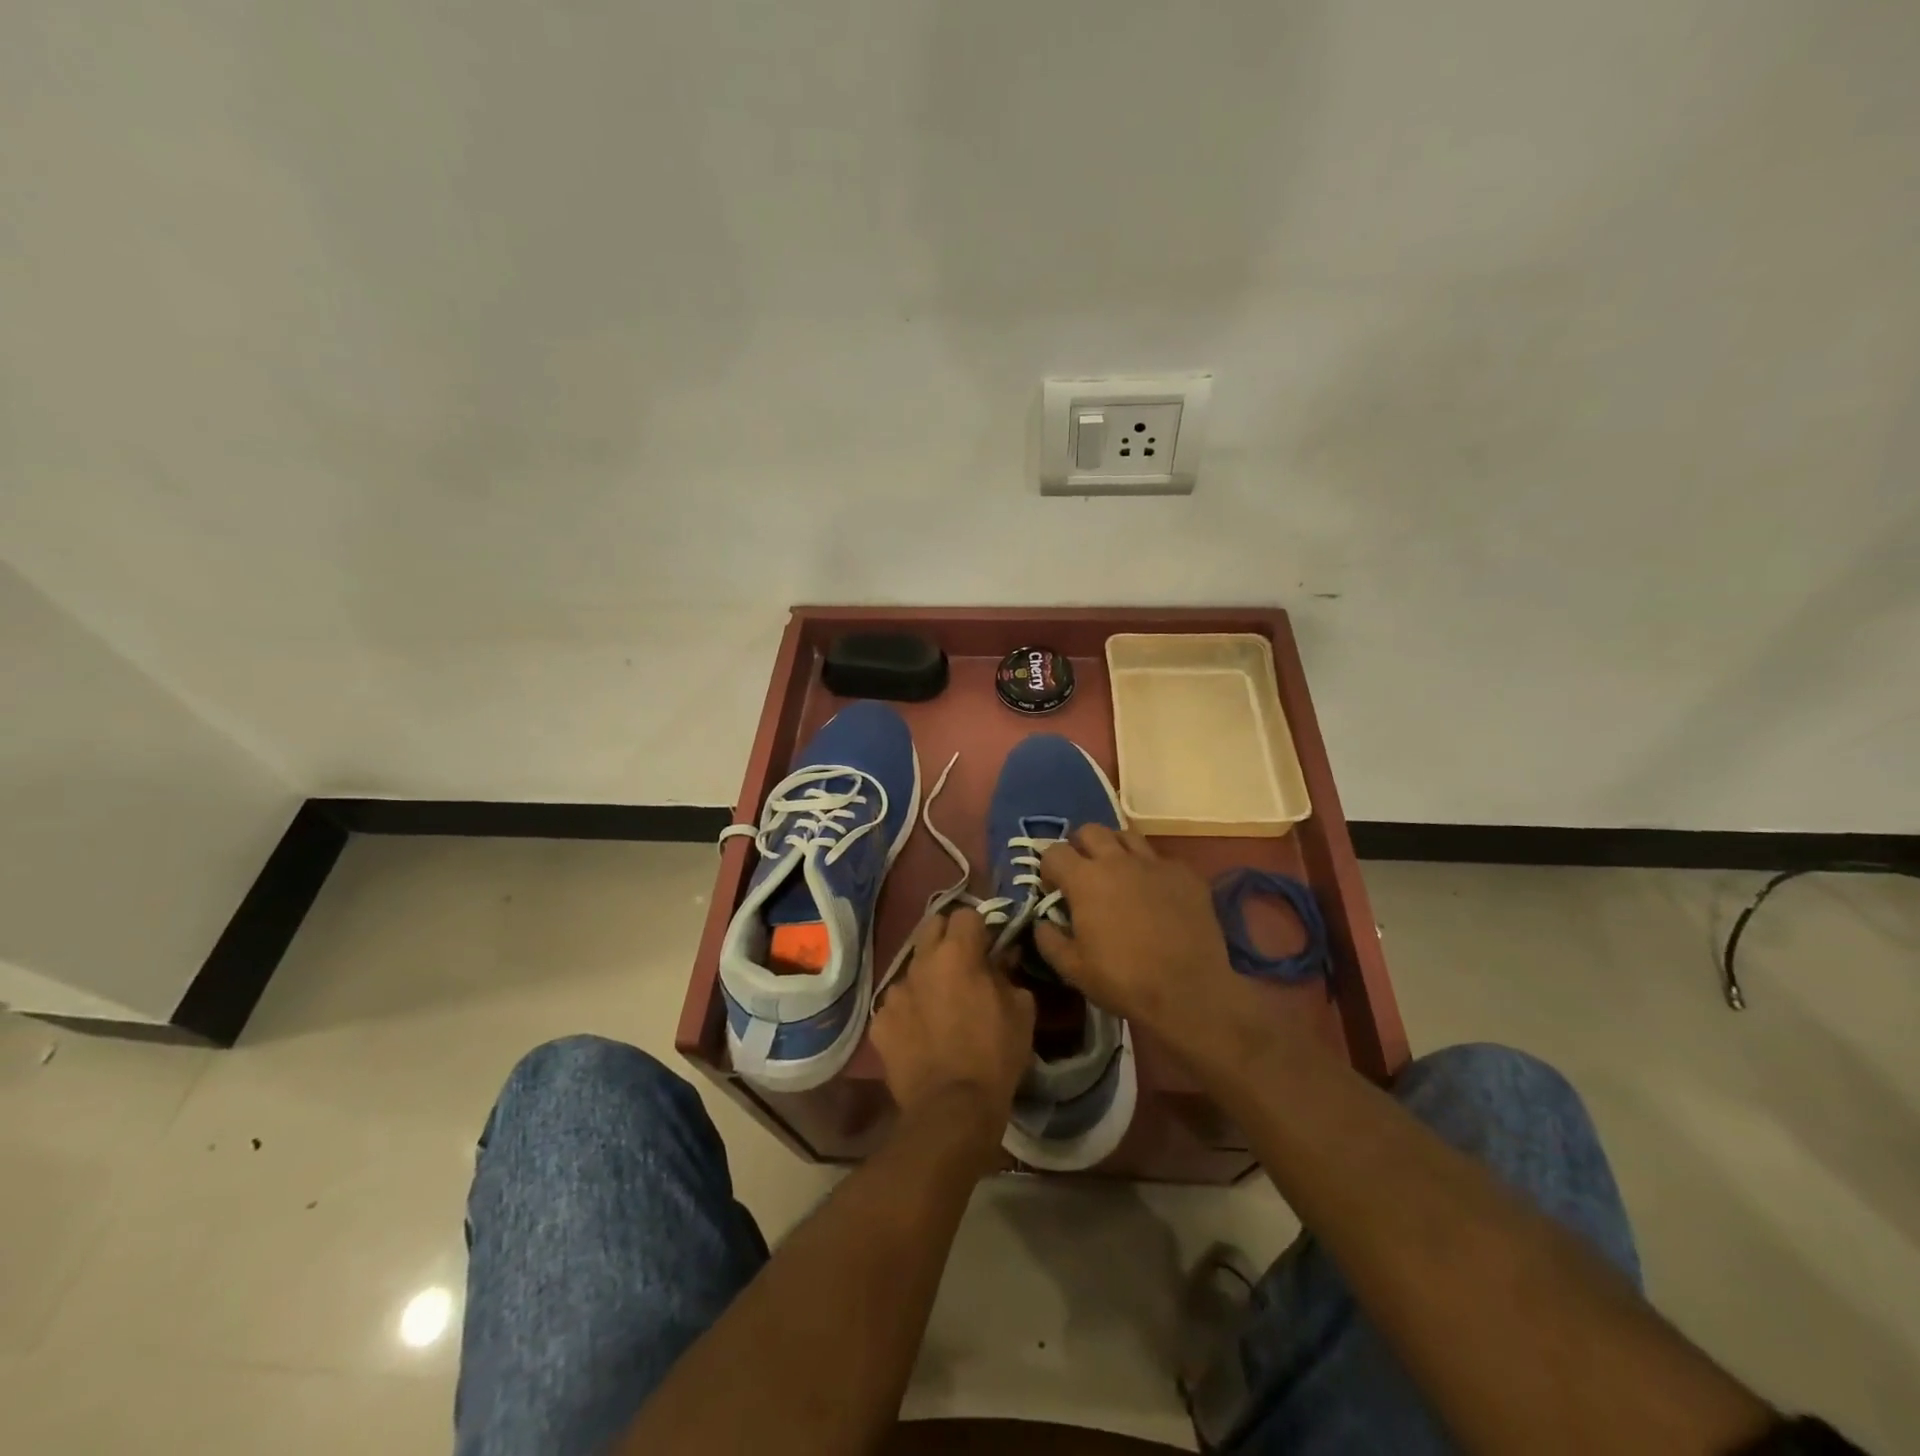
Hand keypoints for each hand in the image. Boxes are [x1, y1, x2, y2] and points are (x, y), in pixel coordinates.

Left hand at [871, 907, 1034, 1138]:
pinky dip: (910, 1012)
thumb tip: (1003, 957)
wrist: (952, 1110)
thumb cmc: (995, 1055)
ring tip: (940, 1007)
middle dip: (948, 938)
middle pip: (932, 927)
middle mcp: (920, 962)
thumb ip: (1009, 973)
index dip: (980, 929)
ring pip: (913, 967)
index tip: (989, 949)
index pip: (966, 914)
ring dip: (928, 977)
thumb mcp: (1021, 1010)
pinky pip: (896, 1004)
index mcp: (957, 953)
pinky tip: (921, 1035)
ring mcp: (895, 992)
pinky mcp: (879, 1022)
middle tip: (964, 965)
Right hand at [1035, 826, 1252, 1057]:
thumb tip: (1043, 922)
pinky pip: (1161, 859)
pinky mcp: (1186, 874)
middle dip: (1080, 847)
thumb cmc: (1123, 980)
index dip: (1048, 868)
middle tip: (1083, 873)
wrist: (1188, 991)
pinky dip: (1151, 870)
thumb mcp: (1072, 969)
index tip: (1054, 889)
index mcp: (1085, 879)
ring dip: (1115, 849)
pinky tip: (1155, 893)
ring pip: (1127, 837)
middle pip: (1090, 831)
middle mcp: (1118, 861)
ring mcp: (1155, 863)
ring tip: (1118, 874)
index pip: (1054, 852)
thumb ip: (1049, 939)